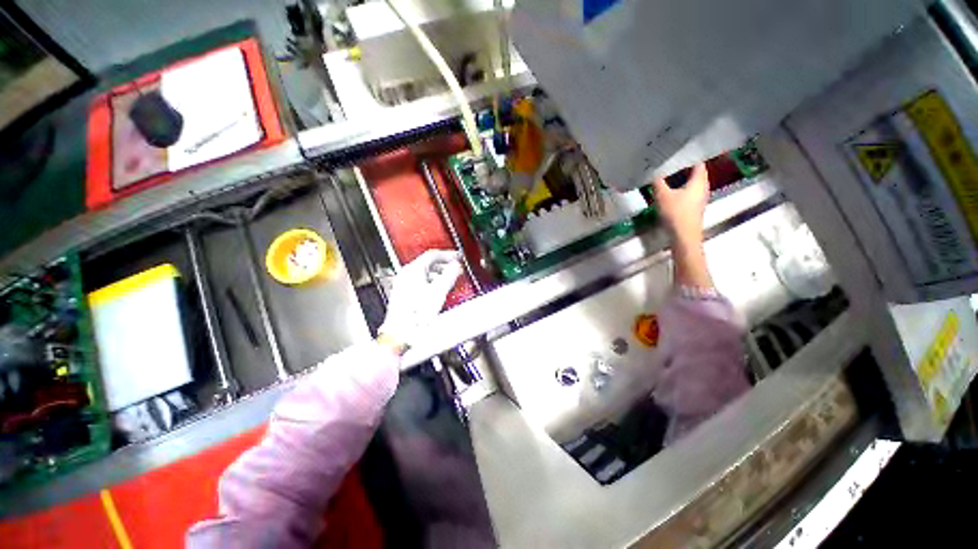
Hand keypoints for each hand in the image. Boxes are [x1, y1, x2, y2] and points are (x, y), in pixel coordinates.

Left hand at [378, 250, 462, 352]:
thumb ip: (450, 274)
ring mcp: (402, 284)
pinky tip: (437, 291)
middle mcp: (405, 274)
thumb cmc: (416, 314)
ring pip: (423, 273)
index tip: (458, 257)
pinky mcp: (402, 295)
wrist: (401, 332)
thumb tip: (456, 266)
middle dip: (444, 264)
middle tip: (456, 267)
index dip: (448, 254)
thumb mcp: (439, 291)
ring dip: (438, 274)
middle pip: (427, 263)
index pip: (433, 255)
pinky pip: (419, 282)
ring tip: (449, 279)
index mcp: (413, 269)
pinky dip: (431, 282)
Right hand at [652, 162, 709, 244]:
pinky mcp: (694, 206)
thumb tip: (652, 170)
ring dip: (681, 177)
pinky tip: (669, 188)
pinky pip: (688, 190)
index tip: (677, 149)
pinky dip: (680, 186)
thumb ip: (657, 181)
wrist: (684, 236)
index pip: (697, 161)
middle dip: (683, 165)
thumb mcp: (662, 195)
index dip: (688, 154)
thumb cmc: (676, 213)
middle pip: (695, 171)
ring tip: (667, 172)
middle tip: (669, 158)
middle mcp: (703, 186)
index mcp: (699, 180)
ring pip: (691, 182)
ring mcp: (699, 197)